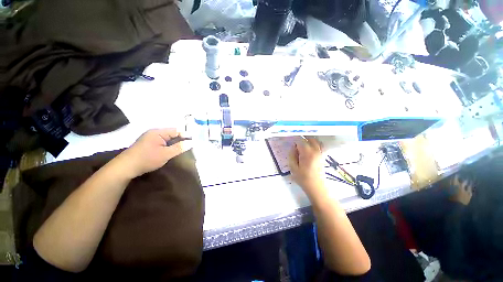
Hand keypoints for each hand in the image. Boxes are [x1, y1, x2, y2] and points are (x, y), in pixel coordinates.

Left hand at [118, 128, 192, 177]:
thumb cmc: (147, 159)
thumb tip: (191, 143)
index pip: (176, 130)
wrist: (126, 167)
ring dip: (175, 143)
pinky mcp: (148, 143)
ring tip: (184, 148)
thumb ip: (179, 147)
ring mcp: (150, 138)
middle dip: (181, 139)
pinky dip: (169, 145)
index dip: (186, 135)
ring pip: (168, 138)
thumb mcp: (165, 154)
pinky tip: (172, 150)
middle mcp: (154, 132)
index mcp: (158, 132)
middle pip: (172, 134)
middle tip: (190, 145)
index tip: (194, 141)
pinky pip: (163, 142)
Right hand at [289, 138, 326, 198]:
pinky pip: (319, 145)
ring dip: (308, 140)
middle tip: (295, 146)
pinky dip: (314, 143)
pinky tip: (309, 149)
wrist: (316, 187)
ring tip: (302, 146)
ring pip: (315, 140)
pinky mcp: (322, 155)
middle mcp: (315, 150)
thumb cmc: (303, 178)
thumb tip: (293, 147)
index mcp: (307, 152)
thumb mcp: (293, 167)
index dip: (294, 141)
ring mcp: (320, 152)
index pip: (300, 140)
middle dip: (301, 140)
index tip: (291, 145)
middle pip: (309, 138)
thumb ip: (292, 155)